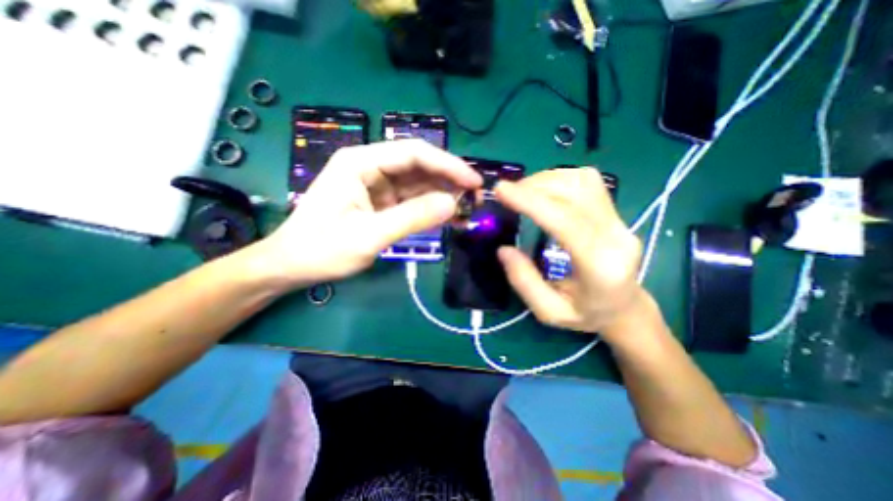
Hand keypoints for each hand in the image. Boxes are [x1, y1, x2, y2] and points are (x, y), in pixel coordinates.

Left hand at [243, 140, 481, 287]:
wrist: (292, 266)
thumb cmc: (322, 249)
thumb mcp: (369, 236)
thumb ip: (412, 218)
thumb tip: (453, 204)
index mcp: (361, 162)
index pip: (414, 153)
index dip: (448, 165)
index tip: (474, 181)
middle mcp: (370, 167)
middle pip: (419, 167)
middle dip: (449, 181)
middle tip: (476, 198)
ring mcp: (377, 186)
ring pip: (418, 184)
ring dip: (443, 195)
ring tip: (469, 209)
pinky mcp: (381, 203)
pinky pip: (412, 201)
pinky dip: (431, 209)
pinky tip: (449, 217)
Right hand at [496, 169, 641, 340]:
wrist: (625, 307)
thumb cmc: (586, 314)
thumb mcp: (549, 312)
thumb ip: (524, 281)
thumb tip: (503, 249)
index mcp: (600, 267)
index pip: (566, 222)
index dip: (532, 202)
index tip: (501, 190)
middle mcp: (616, 236)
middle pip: (575, 193)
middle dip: (535, 187)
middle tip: (506, 192)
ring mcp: (620, 220)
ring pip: (583, 181)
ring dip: (546, 180)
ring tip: (523, 192)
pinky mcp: (615, 211)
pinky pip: (587, 182)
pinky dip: (559, 179)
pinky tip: (543, 192)